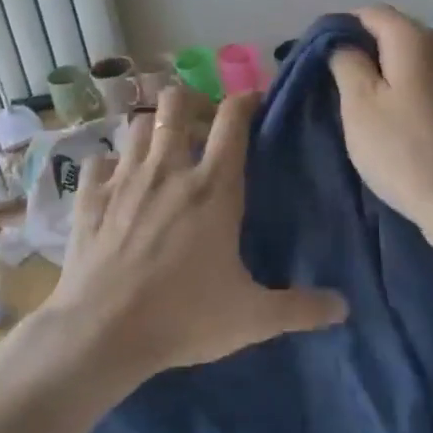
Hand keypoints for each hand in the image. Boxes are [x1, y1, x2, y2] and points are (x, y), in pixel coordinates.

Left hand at [53, 83, 346, 384]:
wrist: (101, 333)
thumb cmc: (183, 317)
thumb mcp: (252, 317)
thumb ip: (300, 308)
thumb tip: (343, 308)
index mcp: (213, 187)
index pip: (232, 119)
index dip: (245, 99)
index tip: (254, 101)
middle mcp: (168, 169)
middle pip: (175, 101)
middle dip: (191, 102)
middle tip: (201, 127)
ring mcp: (124, 178)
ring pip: (136, 123)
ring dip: (152, 130)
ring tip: (162, 152)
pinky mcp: (89, 196)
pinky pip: (99, 159)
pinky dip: (111, 163)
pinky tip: (117, 182)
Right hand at [329, 6, 432, 250]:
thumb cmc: (404, 150)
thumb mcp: (359, 104)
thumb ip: (346, 62)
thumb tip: (342, 43)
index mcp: (414, 38)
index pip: (369, 12)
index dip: (339, 28)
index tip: (316, 58)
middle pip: (391, 32)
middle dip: (360, 49)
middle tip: (331, 82)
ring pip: (407, 58)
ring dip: (380, 71)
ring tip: (356, 101)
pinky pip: (423, 80)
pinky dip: (401, 87)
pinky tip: (389, 115)